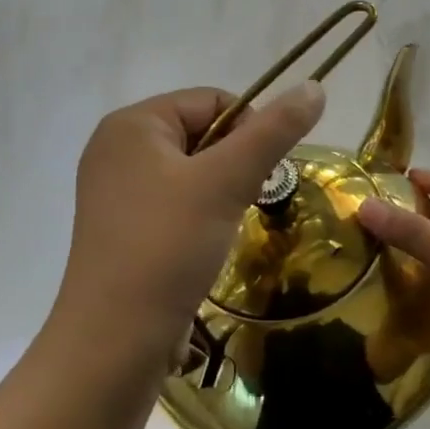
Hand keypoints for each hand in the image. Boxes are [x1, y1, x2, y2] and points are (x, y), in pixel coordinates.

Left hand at [49, 82, 325, 373]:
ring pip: (193, 172)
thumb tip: (314, 86)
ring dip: (222, 192)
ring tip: (226, 226)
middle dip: (235, 164)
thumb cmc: (167, 246)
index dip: (250, 130)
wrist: (114, 342)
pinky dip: (201, 215)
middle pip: (202, 134)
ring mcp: (116, 191)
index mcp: (132, 124)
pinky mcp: (122, 228)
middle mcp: (117, 149)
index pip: (212, 100)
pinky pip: (175, 202)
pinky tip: (205, 244)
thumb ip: (273, 132)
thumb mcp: (227, 182)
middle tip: (246, 202)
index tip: (264, 174)